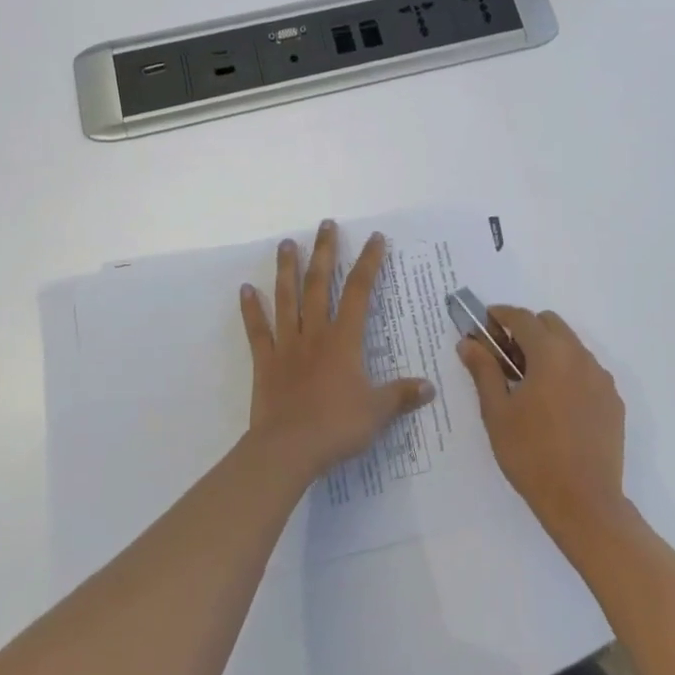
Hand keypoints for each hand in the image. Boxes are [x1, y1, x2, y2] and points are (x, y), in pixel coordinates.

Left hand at [240, 220, 434, 481]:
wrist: (288, 450)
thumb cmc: (336, 427)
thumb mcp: (377, 412)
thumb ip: (401, 396)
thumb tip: (429, 387)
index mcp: (344, 340)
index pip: (360, 291)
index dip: (369, 263)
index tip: (375, 238)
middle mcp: (315, 333)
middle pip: (319, 284)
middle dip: (325, 252)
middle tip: (326, 224)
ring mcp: (287, 345)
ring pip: (286, 298)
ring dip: (287, 269)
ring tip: (287, 243)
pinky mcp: (265, 362)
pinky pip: (257, 330)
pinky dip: (251, 310)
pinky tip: (245, 289)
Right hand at [458, 308, 629, 543]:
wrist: (584, 503)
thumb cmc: (531, 455)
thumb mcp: (497, 412)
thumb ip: (483, 370)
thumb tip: (468, 342)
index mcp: (550, 354)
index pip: (523, 318)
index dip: (500, 315)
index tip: (484, 324)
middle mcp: (580, 356)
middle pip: (550, 324)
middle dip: (526, 330)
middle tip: (505, 357)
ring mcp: (601, 378)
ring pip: (571, 346)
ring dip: (548, 350)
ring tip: (529, 383)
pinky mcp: (613, 400)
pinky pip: (587, 371)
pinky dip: (568, 372)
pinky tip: (555, 405)